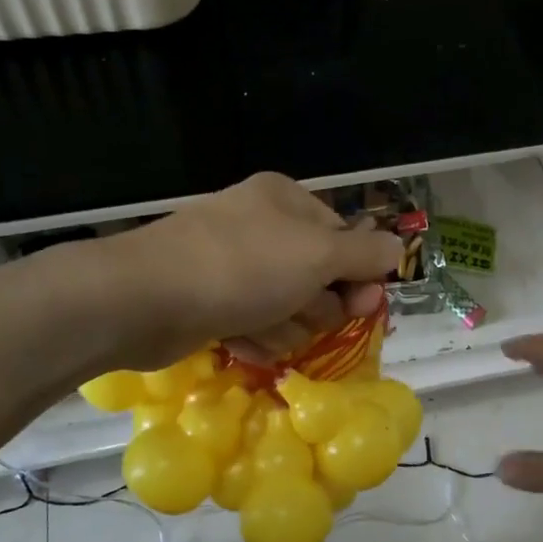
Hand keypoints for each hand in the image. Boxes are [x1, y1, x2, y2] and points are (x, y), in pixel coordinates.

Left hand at [108, 174, 400, 368]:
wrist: (145, 299)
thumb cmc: (241, 268)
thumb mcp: (317, 256)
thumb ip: (364, 254)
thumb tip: (397, 248)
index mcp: (287, 201)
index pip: (345, 240)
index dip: (357, 276)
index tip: (361, 305)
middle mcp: (262, 227)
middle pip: (318, 279)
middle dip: (314, 306)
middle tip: (298, 312)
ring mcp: (234, 266)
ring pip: (289, 310)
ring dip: (283, 328)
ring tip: (258, 326)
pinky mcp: (212, 302)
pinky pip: (255, 326)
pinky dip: (253, 337)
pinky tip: (237, 340)